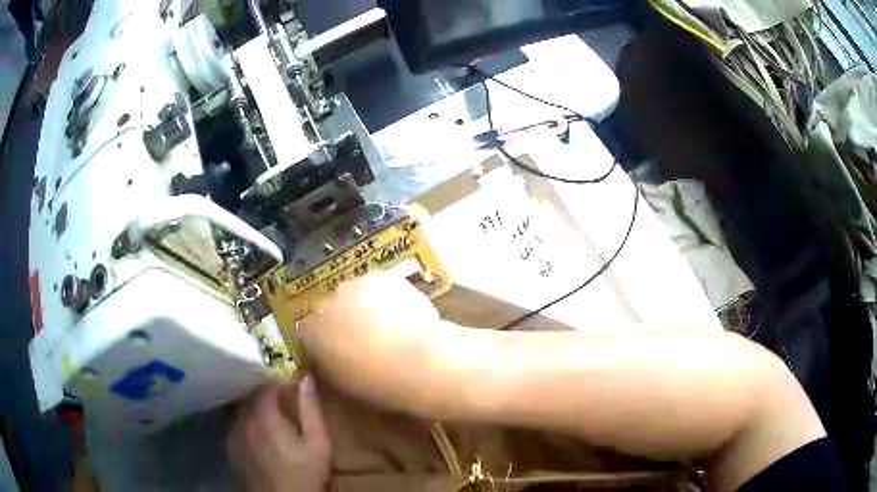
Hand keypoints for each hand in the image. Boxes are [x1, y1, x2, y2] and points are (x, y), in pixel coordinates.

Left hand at [227, 377, 330, 491]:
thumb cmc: (304, 472)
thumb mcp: (318, 443)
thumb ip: (311, 409)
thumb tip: (305, 377)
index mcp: (264, 416)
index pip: (266, 386)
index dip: (280, 384)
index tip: (293, 389)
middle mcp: (244, 420)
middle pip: (252, 396)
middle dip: (268, 395)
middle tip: (285, 405)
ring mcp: (234, 433)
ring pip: (243, 410)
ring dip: (257, 409)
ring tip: (273, 421)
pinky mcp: (231, 447)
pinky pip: (238, 425)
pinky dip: (249, 424)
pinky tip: (261, 437)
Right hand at [295, 272, 452, 414]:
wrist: (416, 362)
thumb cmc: (376, 385)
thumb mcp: (342, 385)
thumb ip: (329, 367)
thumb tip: (330, 361)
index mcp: (310, 333)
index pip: (306, 332)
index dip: (320, 343)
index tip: (334, 354)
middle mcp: (324, 305)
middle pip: (329, 309)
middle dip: (341, 321)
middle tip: (362, 341)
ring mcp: (353, 287)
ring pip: (354, 295)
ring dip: (363, 307)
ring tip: (385, 328)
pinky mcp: (381, 278)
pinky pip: (379, 288)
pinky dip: (386, 298)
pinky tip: (402, 315)